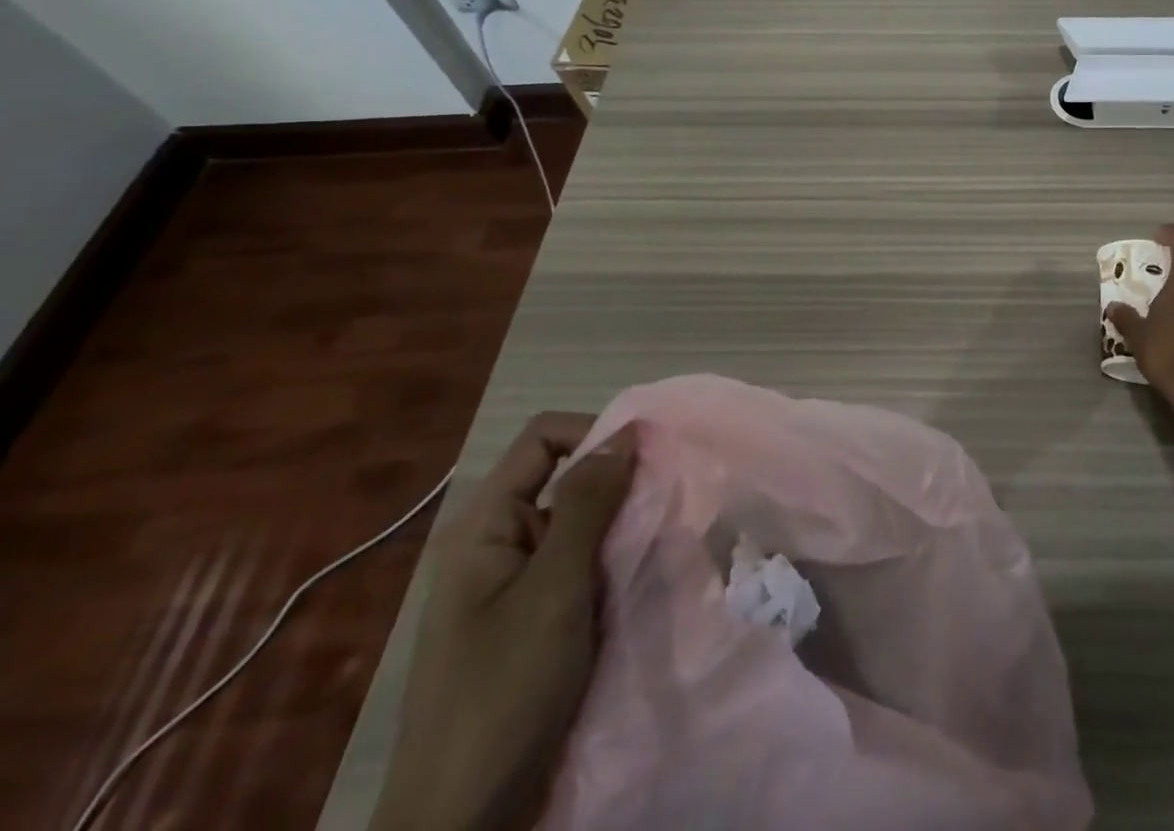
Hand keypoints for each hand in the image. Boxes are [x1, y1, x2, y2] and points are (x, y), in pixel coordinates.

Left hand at [372, 414, 635, 830]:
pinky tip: (638, 585)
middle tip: (663, 504)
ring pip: (577, 528)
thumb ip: (588, 503)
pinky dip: (610, 568)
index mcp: (485, 526)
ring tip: (658, 545)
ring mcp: (511, 588)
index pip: (544, 439)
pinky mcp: (531, 624)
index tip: (648, 456)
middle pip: (563, 480)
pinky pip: (577, 570)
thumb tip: (624, 430)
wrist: (460, 824)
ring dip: (618, 530)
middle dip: (616, 485)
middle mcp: (496, 545)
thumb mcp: (554, 588)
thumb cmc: (503, 691)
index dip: (595, 433)